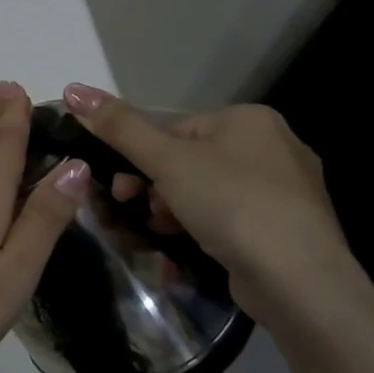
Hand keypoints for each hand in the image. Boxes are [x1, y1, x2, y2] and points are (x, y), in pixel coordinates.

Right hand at [61, 84, 373, 332]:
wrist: (301, 283)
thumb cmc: (232, 205)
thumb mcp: (165, 161)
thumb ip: (118, 126)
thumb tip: (72, 88)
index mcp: (250, 119)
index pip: (175, 130)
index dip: (141, 158)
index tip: (122, 187)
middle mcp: (274, 146)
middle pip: (189, 160)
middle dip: (155, 187)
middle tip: (137, 209)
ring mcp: (287, 192)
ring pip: (207, 191)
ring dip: (174, 209)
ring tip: (163, 232)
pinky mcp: (289, 230)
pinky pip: (231, 219)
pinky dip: (204, 228)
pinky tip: (188, 248)